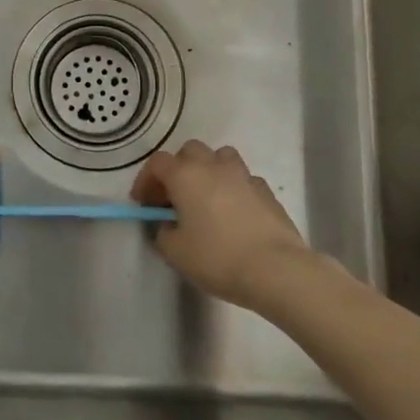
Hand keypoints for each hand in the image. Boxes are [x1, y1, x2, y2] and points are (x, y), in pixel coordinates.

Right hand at [132, 140, 310, 309]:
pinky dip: (233, 188)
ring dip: (208, 170)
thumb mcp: (175, 252)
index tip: (143, 202)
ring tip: (206, 197)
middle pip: (189, 151)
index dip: (146, 180)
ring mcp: (243, 175)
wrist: (275, 269)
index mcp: (185, 175)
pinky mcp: (266, 190)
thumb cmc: (217, 258)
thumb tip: (168, 223)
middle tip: (174, 197)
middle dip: (178, 169)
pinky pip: (242, 178)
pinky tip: (233, 213)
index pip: (157, 163)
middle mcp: (213, 166)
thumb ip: (163, 232)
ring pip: (220, 157)